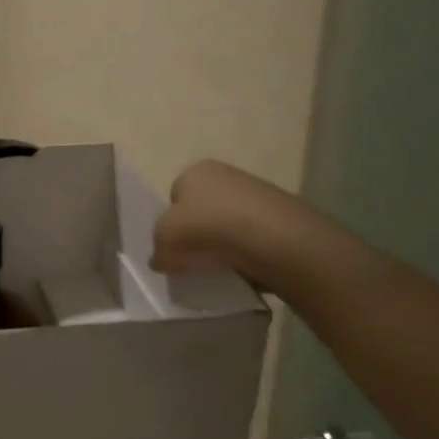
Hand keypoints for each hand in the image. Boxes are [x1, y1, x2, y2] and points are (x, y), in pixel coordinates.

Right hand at [151, 160, 300, 282]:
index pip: (174, 197)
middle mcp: (225, 173)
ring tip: (221, 267)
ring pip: (228, 224)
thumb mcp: (164, 241)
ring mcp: (257, 193)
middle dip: (198, 233)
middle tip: (194, 259)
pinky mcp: (281, 216)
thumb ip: (158, 250)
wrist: (272, 238)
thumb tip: (162, 260)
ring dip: (223, 244)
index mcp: (194, 171)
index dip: (171, 224)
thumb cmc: (206, 228)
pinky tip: (244, 266)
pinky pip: (252, 237)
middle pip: (202, 210)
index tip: (174, 247)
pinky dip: (246, 252)